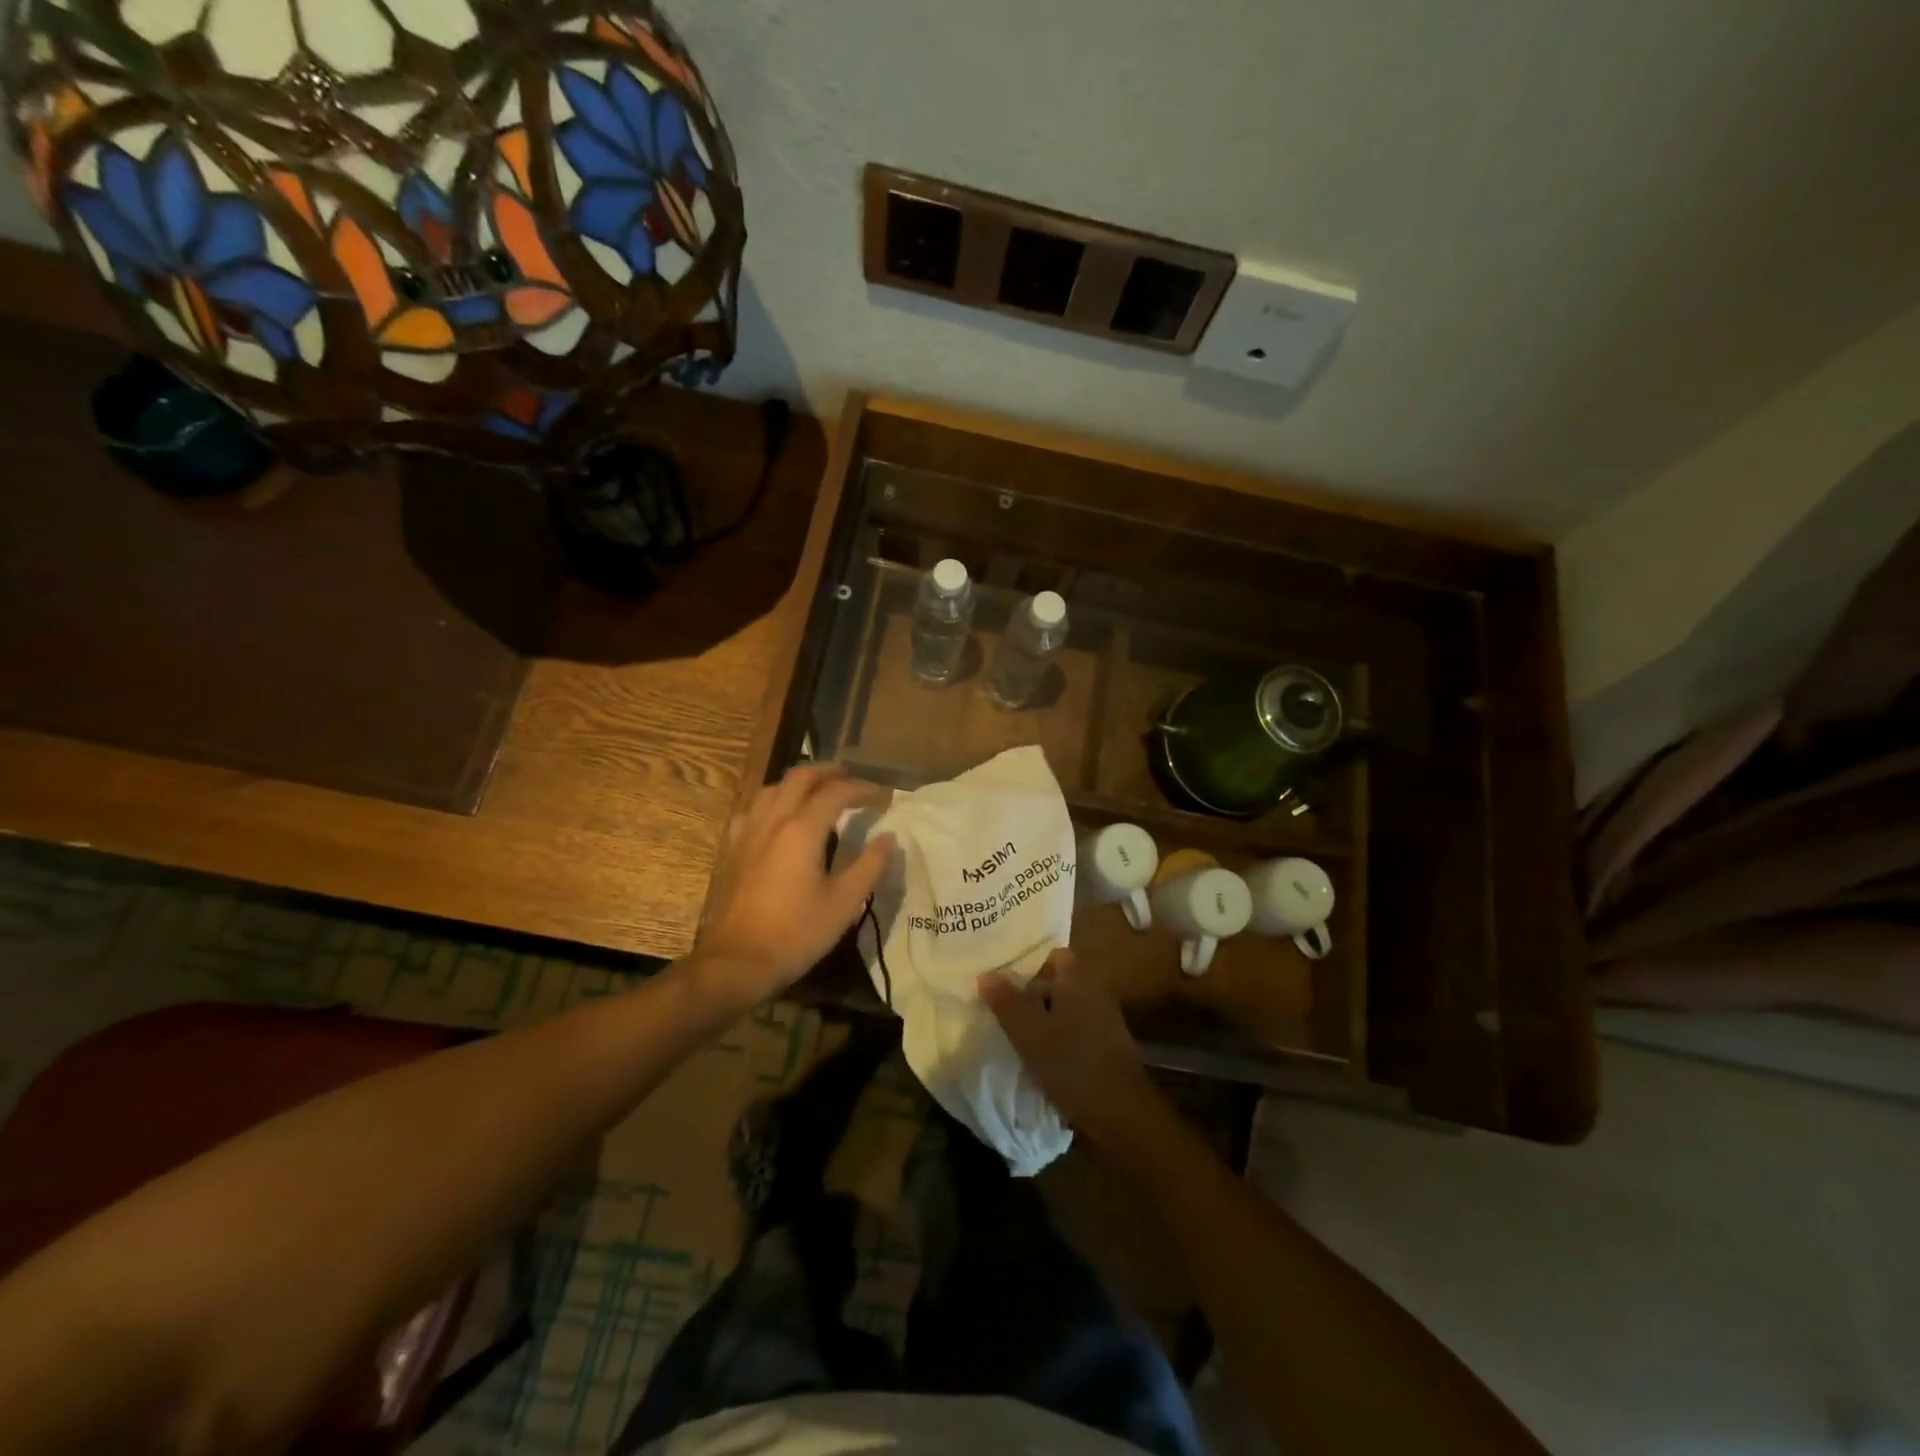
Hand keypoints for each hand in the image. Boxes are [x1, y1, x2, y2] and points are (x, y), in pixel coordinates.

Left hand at [693, 765, 894, 1009]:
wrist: (738, 961)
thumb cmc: (797, 932)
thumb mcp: (845, 903)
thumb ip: (870, 865)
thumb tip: (889, 837)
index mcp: (803, 829)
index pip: (837, 792)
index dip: (863, 789)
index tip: (884, 796)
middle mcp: (773, 820)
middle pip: (800, 777)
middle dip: (828, 772)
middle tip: (850, 778)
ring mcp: (748, 832)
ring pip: (773, 789)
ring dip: (798, 783)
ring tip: (817, 792)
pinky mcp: (733, 849)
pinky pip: (753, 810)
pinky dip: (773, 803)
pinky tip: (778, 819)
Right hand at [980, 949, 1166, 1159]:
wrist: (1122, 1113)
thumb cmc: (1071, 1064)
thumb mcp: (1029, 1033)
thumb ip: (1007, 1002)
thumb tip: (986, 973)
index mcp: (1078, 982)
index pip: (1055, 956)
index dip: (1032, 965)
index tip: (1007, 982)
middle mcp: (1095, 994)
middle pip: (1060, 984)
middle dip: (1034, 996)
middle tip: (1005, 1013)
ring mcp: (1106, 1023)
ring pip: (1068, 1010)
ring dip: (1046, 1021)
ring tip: (1020, 1038)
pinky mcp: (1110, 1049)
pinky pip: (1078, 1033)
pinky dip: (1061, 1040)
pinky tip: (1044, 1060)